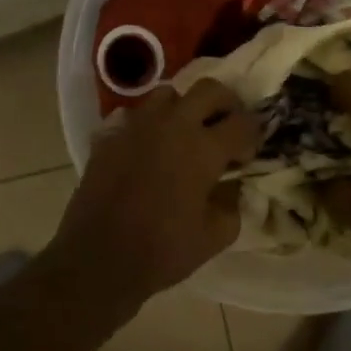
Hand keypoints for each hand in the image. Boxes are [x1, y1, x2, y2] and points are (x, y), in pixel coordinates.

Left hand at [51, 80, 260, 303]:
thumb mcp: (214, 236)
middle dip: (226, 104)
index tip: (246, 155)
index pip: (242, 122)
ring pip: (168, 94)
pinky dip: (148, 125)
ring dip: (184, 108)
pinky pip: (134, 116)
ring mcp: (137, 126)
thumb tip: (232, 186)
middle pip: (209, 89)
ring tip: (185, 134)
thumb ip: (232, 204)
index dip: (252, 136)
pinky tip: (148, 149)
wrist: (98, 260)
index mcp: (203, 149)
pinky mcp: (109, 136)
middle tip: (225, 127)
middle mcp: (172, 126)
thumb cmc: (162, 251)